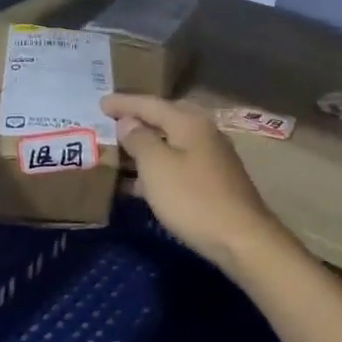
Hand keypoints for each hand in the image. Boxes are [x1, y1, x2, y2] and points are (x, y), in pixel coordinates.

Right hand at [103, 94, 288, 275]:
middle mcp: (204, 133)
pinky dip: (157, 169)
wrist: (241, 239)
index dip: (124, 102)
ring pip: (171, 144)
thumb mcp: (157, 166)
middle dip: (138, 120)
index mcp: (189, 122)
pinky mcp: (213, 182)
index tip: (100, 102)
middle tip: (112, 121)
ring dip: (145, 147)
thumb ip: (139, 140)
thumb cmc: (193, 198)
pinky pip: (177, 165)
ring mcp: (211, 158)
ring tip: (119, 151)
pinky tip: (138, 184)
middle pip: (164, 119)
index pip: (150, 104)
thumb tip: (128, 122)